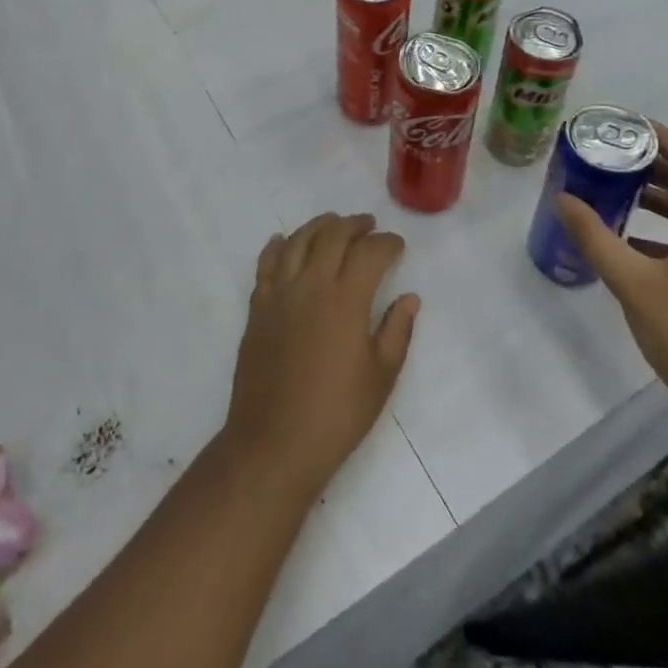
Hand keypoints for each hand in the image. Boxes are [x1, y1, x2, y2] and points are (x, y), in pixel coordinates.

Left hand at [220, 213, 420, 501]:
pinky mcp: (257, 307)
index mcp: (346, 299)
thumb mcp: (380, 376)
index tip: (397, 246)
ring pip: (297, 240)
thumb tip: (409, 298)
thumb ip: (397, 331)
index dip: (387, 243)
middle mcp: (311, 284)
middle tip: (369, 226)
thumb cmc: (336, 414)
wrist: (274, 443)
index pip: (370, 252)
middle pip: (332, 235)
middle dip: (354, 225)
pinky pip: (266, 263)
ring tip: (333, 224)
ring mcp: (279, 293)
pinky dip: (277, 246)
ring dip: (318, 226)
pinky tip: (283, 241)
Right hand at [556, 124, 667, 462]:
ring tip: (616, 193)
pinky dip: (666, 234)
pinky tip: (632, 247)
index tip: (625, 125)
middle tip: (611, 156)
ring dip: (659, 201)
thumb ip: (596, 238)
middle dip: (654, 167)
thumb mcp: (634, 285)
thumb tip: (563, 199)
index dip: (661, 137)